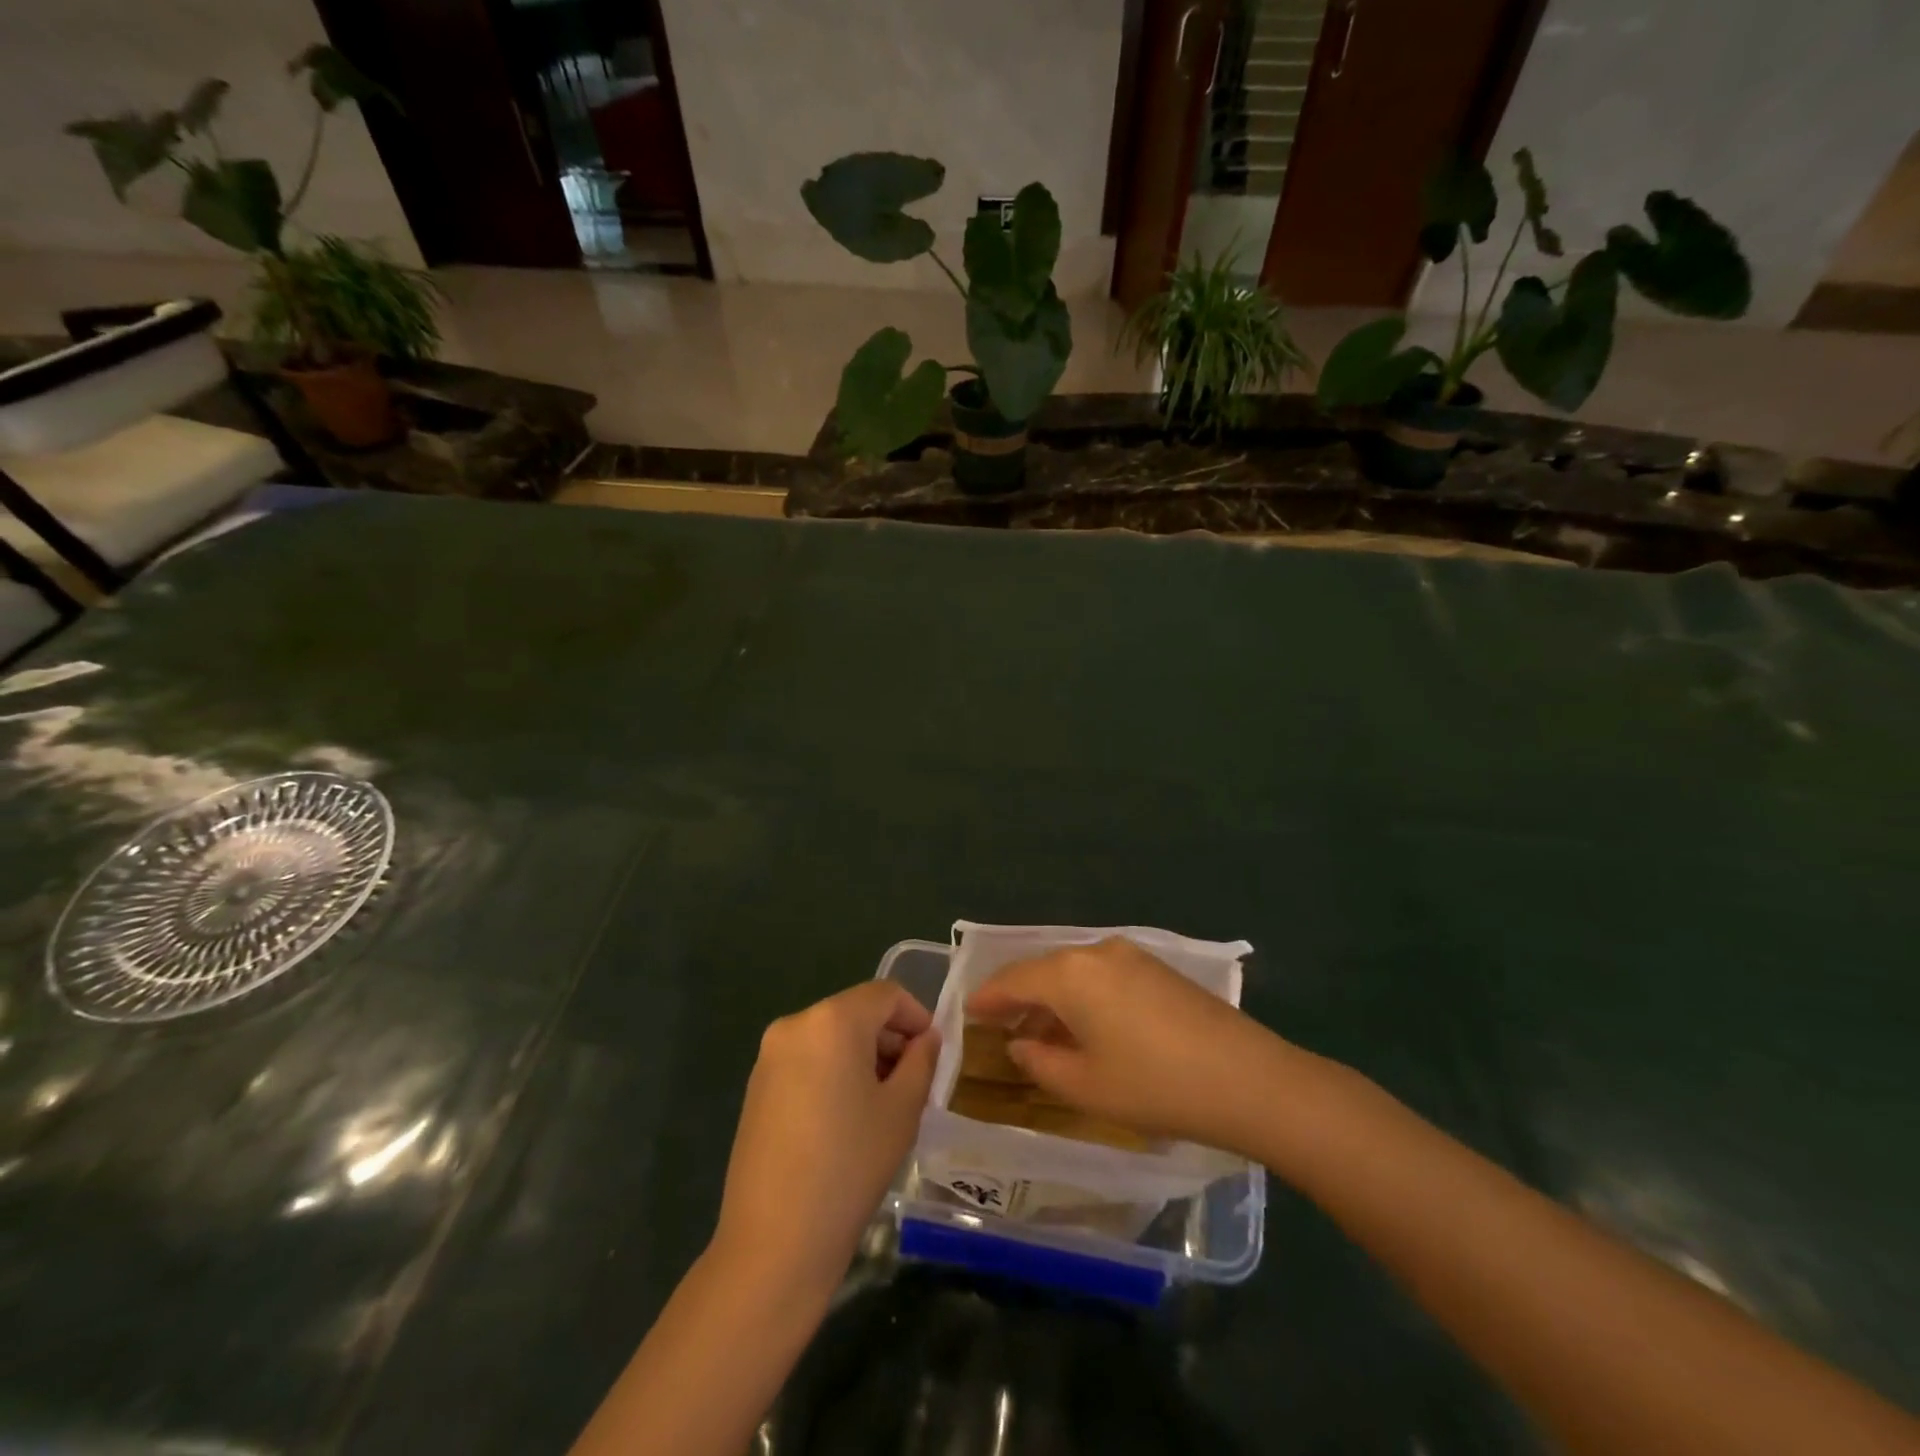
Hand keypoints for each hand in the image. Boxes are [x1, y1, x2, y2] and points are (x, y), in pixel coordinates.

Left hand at [712, 981, 938, 1295]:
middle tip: (913, 1084)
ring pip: (831, 1037)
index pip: (886, 995)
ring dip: (862, 1056)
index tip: (933, 1055)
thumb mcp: (903, 1110)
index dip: (917, 1016)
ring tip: (881, 1105)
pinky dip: (833, 1072)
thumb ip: (921, 1061)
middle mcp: (795, 1024)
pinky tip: (844, 1120)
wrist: (774, 1242)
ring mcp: (769, 1056)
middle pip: (856, 1013)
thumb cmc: (850, 1165)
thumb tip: (926, 1039)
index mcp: (832, 1020)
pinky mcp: (756, 1087)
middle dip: (889, 1038)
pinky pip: (807, 1060)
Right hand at [966, 937, 1292, 1150]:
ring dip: (1052, 1000)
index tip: (968, 1012)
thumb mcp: (1085, 1086)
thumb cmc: (1154, 1086)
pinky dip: (1083, 998)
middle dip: (1019, 998)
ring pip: (1074, 973)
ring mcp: (1131, 957)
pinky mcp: (1158, 969)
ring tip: (1039, 1034)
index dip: (988, 998)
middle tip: (999, 1026)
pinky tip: (1085, 1028)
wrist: (1247, 1079)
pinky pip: (1102, 976)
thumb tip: (1021, 1045)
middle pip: (1044, 971)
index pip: (1013, 979)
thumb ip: (1040, 1063)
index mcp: (1070, 974)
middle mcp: (1096, 952)